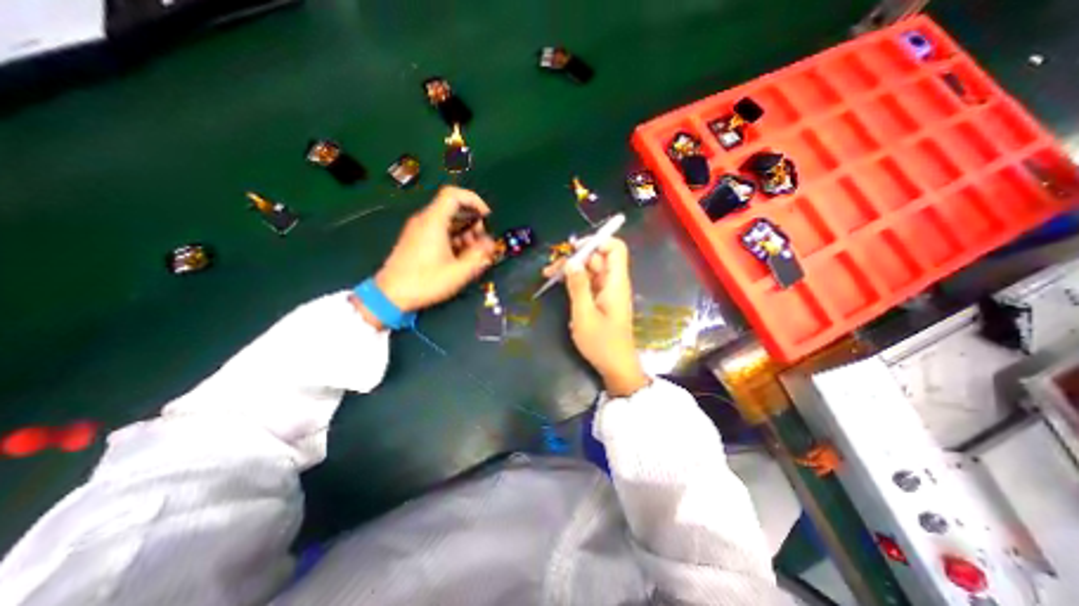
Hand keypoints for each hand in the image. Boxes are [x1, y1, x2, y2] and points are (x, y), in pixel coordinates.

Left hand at [373, 185, 494, 311]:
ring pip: (447, 221)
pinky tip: (459, 257)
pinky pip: (439, 230)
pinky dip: (454, 238)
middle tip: (481, 243)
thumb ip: (479, 255)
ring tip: (472, 254)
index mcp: (433, 221)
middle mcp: (424, 220)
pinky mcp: (416, 239)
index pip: (454, 194)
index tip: (486, 217)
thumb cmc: (426, 282)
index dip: (474, 200)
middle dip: (473, 222)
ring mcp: (418, 229)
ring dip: (465, 233)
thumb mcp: (459, 271)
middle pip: (453, 208)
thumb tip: (491, 243)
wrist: (390, 295)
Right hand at [539, 237, 647, 398]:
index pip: (615, 249)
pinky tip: (559, 284)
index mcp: (616, 282)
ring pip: (590, 270)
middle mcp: (613, 283)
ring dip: (571, 269)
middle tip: (551, 268)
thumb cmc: (602, 343)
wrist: (615, 367)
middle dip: (575, 257)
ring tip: (548, 275)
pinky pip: (588, 283)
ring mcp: (607, 292)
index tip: (574, 248)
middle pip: (597, 258)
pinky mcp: (601, 301)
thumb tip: (571, 261)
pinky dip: (574, 281)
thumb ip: (578, 286)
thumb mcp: (584, 314)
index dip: (597, 242)